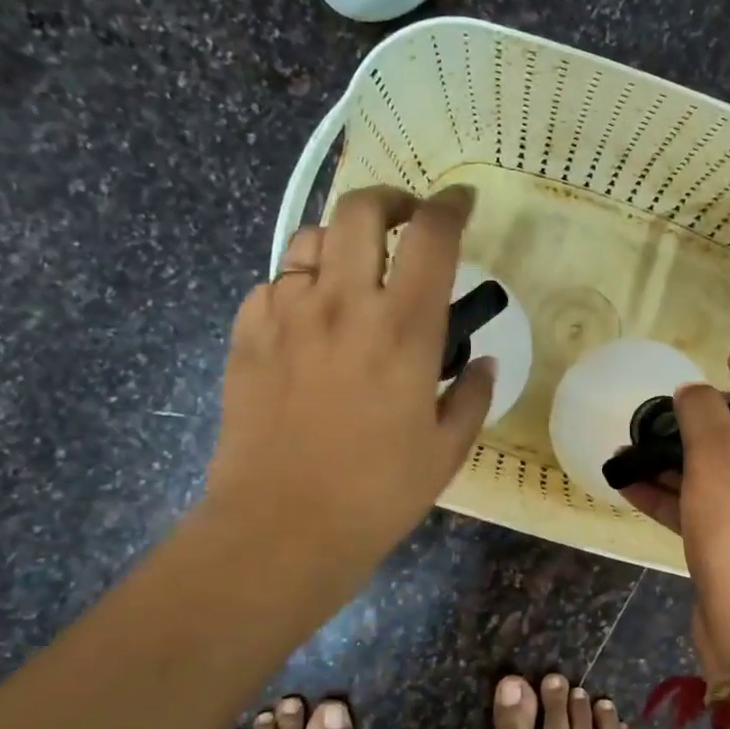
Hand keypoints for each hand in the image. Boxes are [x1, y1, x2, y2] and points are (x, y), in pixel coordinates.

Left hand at [197, 184, 493, 592]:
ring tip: (354, 273)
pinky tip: (308, 321)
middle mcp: (345, 304)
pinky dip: (297, 287)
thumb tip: (482, 360)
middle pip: (362, 209)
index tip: (462, 204)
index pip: (433, 236)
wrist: (281, 527)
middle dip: (390, 201)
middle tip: (405, 223)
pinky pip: (273, 284)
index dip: (452, 206)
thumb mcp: (447, 450)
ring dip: (341, 241)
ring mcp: (287, 314)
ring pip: (310, 238)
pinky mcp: (247, 335)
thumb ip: (473, 396)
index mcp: (405, 329)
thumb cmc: (378, 493)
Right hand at [623, 348, 729, 664]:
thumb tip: (693, 392)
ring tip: (633, 446)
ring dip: (678, 457)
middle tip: (675, 410)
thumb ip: (703, 415)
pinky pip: (702, 506)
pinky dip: (670, 494)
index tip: (727, 362)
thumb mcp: (719, 463)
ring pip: (720, 471)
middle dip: (709, 418)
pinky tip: (626, 483)